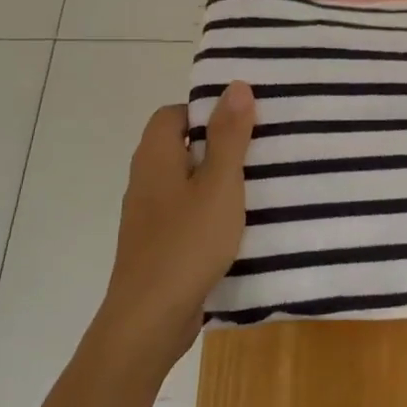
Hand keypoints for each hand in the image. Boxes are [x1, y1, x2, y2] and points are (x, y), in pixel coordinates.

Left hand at [101, 82, 254, 363]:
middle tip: (261, 148)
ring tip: (260, 183)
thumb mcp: (219, 183)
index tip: (245, 119)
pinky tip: (239, 223)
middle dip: (219, 144)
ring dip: (218, 179)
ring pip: (186, 181)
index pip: (175, 113)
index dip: (207, 111)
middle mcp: (145, 179)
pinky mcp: (157, 244)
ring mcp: (149, 215)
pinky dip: (210, 210)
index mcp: (155, 156)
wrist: (149, 320)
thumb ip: (229, 135)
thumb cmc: (187, 243)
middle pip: (181, 145)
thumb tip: (236, 85)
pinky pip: (186, 211)